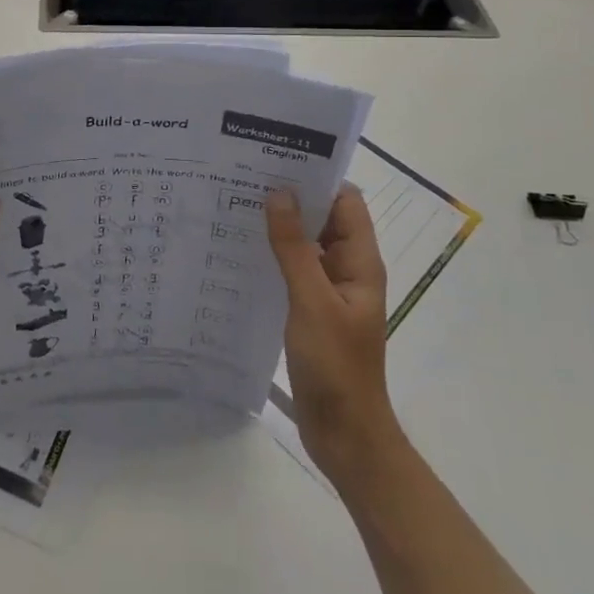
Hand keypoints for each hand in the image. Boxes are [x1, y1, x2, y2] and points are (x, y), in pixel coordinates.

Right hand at [266, 184, 404, 488]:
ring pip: (305, 245)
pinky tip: (239, 253)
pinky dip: (273, 258)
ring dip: (279, 228)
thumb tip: (279, 193)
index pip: (345, 201)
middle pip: (323, 219)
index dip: (317, 177)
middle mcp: (347, 269)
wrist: (345, 434)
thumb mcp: (311, 301)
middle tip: (244, 178)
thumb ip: (294, 248)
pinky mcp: (311, 311)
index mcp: (359, 261)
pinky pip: (293, 272)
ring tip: (234, 207)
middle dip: (291, 198)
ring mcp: (329, 291)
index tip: (277, 159)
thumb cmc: (336, 365)